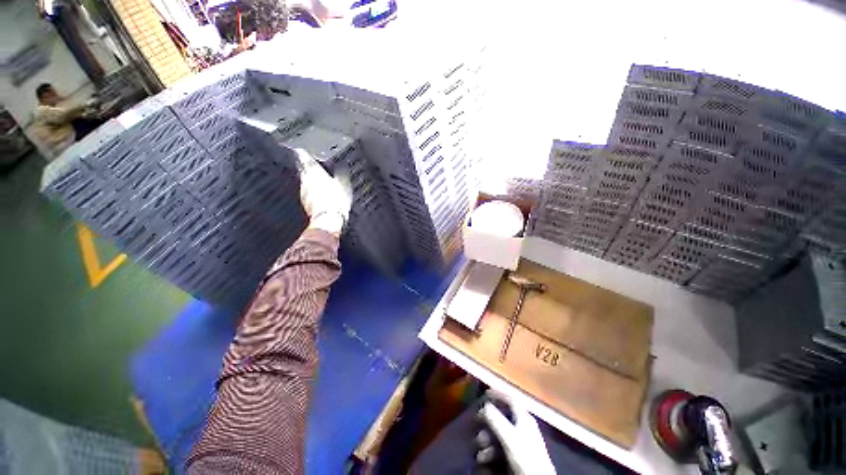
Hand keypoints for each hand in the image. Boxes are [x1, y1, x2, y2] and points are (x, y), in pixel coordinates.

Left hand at [294, 148, 350, 236]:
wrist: (328, 220)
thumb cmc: (336, 200)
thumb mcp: (344, 183)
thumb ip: (341, 172)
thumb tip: (342, 165)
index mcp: (313, 171)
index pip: (303, 156)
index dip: (304, 151)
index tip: (304, 149)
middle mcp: (305, 180)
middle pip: (303, 169)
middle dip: (309, 167)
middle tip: (316, 166)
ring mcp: (304, 193)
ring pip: (306, 182)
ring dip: (312, 181)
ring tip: (322, 181)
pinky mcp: (306, 204)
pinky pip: (309, 194)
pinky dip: (314, 192)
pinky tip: (322, 195)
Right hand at [478, 392, 555, 474]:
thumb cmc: (525, 456)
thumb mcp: (509, 436)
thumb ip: (496, 419)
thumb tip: (484, 406)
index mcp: (524, 418)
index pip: (511, 398)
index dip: (498, 393)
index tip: (485, 393)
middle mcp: (523, 427)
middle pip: (501, 417)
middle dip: (487, 422)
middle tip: (478, 426)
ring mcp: (520, 442)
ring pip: (499, 434)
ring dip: (487, 440)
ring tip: (481, 450)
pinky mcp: (517, 456)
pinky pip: (500, 448)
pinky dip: (491, 452)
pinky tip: (485, 460)